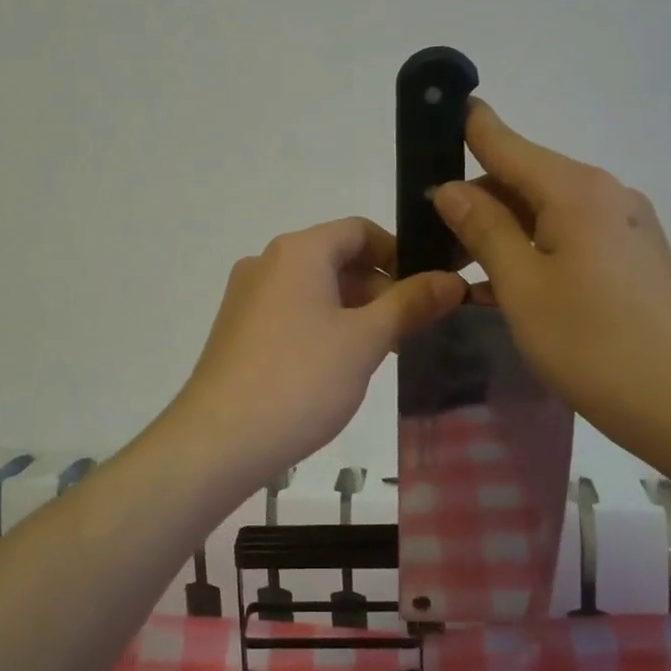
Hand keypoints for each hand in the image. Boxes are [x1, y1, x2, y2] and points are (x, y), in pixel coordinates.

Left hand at [164, 217, 466, 490]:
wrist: (218, 440)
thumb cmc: (300, 380)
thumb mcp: (365, 340)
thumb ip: (410, 304)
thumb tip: (451, 280)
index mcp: (298, 251)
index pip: (359, 230)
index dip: (399, 253)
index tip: (428, 288)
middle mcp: (267, 263)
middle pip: (335, 258)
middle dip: (379, 287)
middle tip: (413, 328)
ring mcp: (246, 297)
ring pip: (314, 289)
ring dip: (353, 310)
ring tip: (383, 352)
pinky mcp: (236, 330)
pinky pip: (290, 312)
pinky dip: (323, 326)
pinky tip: (339, 366)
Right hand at [433, 101, 670, 446]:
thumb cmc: (591, 341)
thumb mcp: (522, 285)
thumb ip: (483, 229)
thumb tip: (450, 189)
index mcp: (576, 190)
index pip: (507, 143)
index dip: (470, 127)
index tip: (438, 112)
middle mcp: (606, 195)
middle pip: (526, 179)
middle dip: (478, 199)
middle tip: (431, 234)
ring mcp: (626, 227)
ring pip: (547, 213)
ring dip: (504, 231)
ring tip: (461, 269)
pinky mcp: (635, 259)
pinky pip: (571, 239)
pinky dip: (535, 252)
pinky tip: (506, 287)